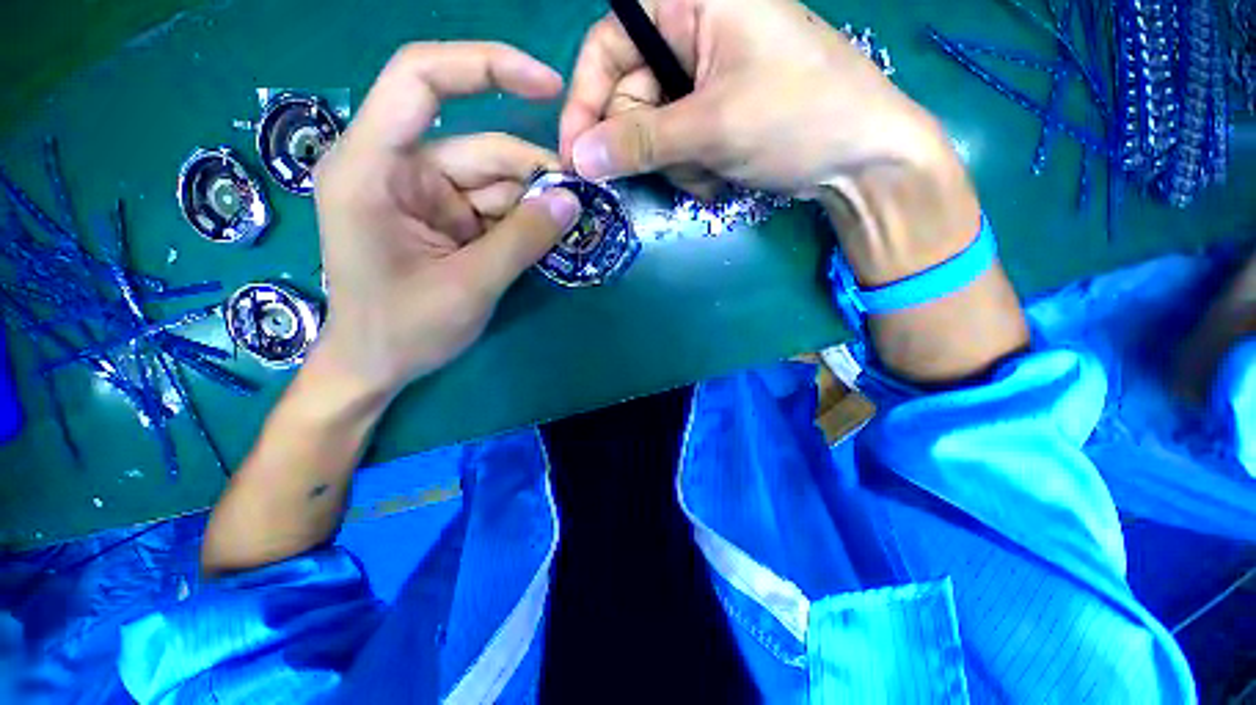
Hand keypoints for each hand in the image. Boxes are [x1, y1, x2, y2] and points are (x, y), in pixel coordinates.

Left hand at [312, 42, 580, 402]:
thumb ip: (522, 241)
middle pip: (479, 147)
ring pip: (493, 180)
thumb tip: (573, 201)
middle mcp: (396, 168)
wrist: (376, 366)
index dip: (487, 66)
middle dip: (533, 175)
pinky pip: (492, 206)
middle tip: (579, 205)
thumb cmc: (403, 330)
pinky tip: (545, 237)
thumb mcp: (470, 286)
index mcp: (373, 168)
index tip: (549, 87)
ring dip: (533, 203)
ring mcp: (422, 194)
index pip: (422, 79)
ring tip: (566, 228)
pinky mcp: (443, 219)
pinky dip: (522, 220)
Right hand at [561, 0, 1026, 383]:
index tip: (576, 155)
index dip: (586, 101)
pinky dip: (693, 171)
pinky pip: (679, 148)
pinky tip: (723, 176)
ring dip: (677, 164)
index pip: (609, 44)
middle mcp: (693, 34)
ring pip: (654, 132)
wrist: (861, 158)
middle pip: (631, 96)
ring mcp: (705, 80)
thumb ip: (641, 141)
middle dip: (648, 145)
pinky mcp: (715, 116)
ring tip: (714, 171)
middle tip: (677, 169)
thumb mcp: (714, 125)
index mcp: (693, 4)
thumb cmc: (799, 118)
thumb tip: (580, 158)